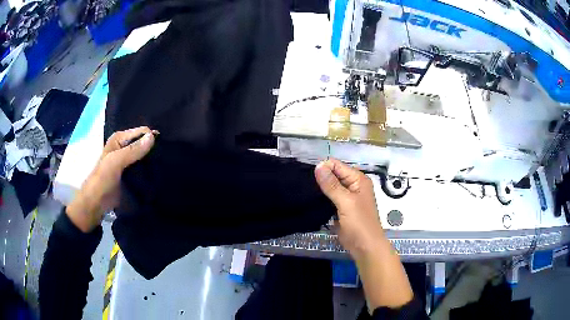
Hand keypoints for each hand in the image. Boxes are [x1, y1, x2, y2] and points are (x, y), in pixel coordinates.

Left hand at [66, 127, 155, 231]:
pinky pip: (144, 168)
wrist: (97, 204)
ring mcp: (128, 161)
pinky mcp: (131, 174)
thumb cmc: (103, 179)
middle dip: (153, 150)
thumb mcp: (115, 162)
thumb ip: (133, 150)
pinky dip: (150, 170)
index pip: (142, 132)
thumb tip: (153, 137)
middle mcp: (124, 146)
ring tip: (164, 167)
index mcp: (119, 138)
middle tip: (166, 159)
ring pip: (145, 156)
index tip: (162, 150)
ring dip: (153, 161)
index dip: (151, 138)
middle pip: (144, 143)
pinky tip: (158, 174)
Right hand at [315, 159, 413, 309]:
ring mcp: (346, 197)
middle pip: (333, 175)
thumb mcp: (346, 202)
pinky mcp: (340, 208)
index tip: (309, 177)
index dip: (323, 168)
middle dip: (320, 178)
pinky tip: (309, 199)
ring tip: (304, 191)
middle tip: (303, 184)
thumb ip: (331, 185)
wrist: (365, 247)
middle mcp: (353, 185)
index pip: (337, 165)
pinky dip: (321, 198)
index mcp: (358, 179)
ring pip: (329, 187)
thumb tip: (318, 166)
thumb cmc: (359, 223)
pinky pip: (329, 198)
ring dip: (319, 189)